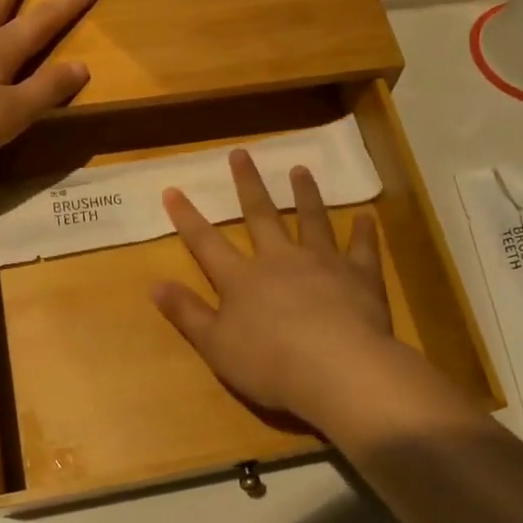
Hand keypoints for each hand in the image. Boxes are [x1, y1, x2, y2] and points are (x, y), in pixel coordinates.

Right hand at [151, 149, 406, 430]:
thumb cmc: (270, 363)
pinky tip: (367, 216)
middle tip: (241, 153)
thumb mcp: (215, 345)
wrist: (338, 369)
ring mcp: (323, 262)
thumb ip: (187, 313)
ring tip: (300, 169)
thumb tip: (155, 284)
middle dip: (248, 183)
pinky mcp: (359, 275)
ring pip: (311, 219)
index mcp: (242, 278)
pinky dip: (364, 232)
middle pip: (260, 215)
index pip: (206, 242)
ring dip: (305, 194)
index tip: (172, 189)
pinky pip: (361, 248)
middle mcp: (280, 259)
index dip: (187, 217)